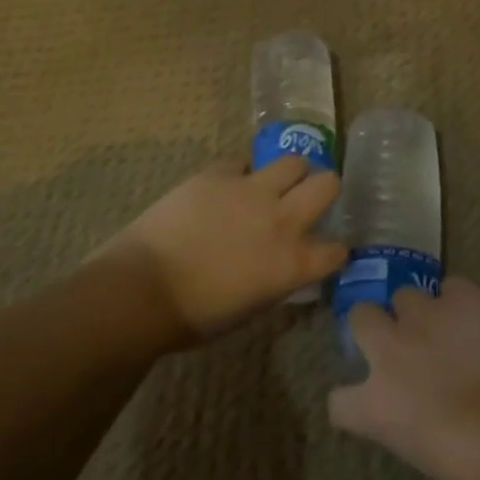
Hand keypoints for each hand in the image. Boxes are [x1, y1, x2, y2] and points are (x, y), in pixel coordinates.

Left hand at [97, 157, 343, 341]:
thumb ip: (276, 279)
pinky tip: (229, 185)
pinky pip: (242, 163)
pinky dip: (241, 173)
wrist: (143, 289)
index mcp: (292, 264)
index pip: (336, 250)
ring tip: (276, 182)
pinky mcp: (218, 174)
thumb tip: (281, 266)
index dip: (335, 249)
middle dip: (325, 189)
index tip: (327, 250)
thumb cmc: (193, 317)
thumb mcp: (251, 307)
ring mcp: (251, 191)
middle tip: (310, 197)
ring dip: (291, 172)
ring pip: (293, 162)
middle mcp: (282, 220)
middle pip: (327, 184)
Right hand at [327, 277, 479, 479]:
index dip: (353, 398)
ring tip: (447, 328)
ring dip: (419, 312)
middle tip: (402, 343)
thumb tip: (408, 407)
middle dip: (375, 326)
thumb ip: (403, 420)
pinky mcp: (462, 293)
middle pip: (359, 316)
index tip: (371, 398)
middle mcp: (389, 349)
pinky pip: (450, 287)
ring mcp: (424, 314)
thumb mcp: (427, 455)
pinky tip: (479, 319)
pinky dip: (459, 302)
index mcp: (376, 404)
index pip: (337, 399)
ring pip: (404, 295)